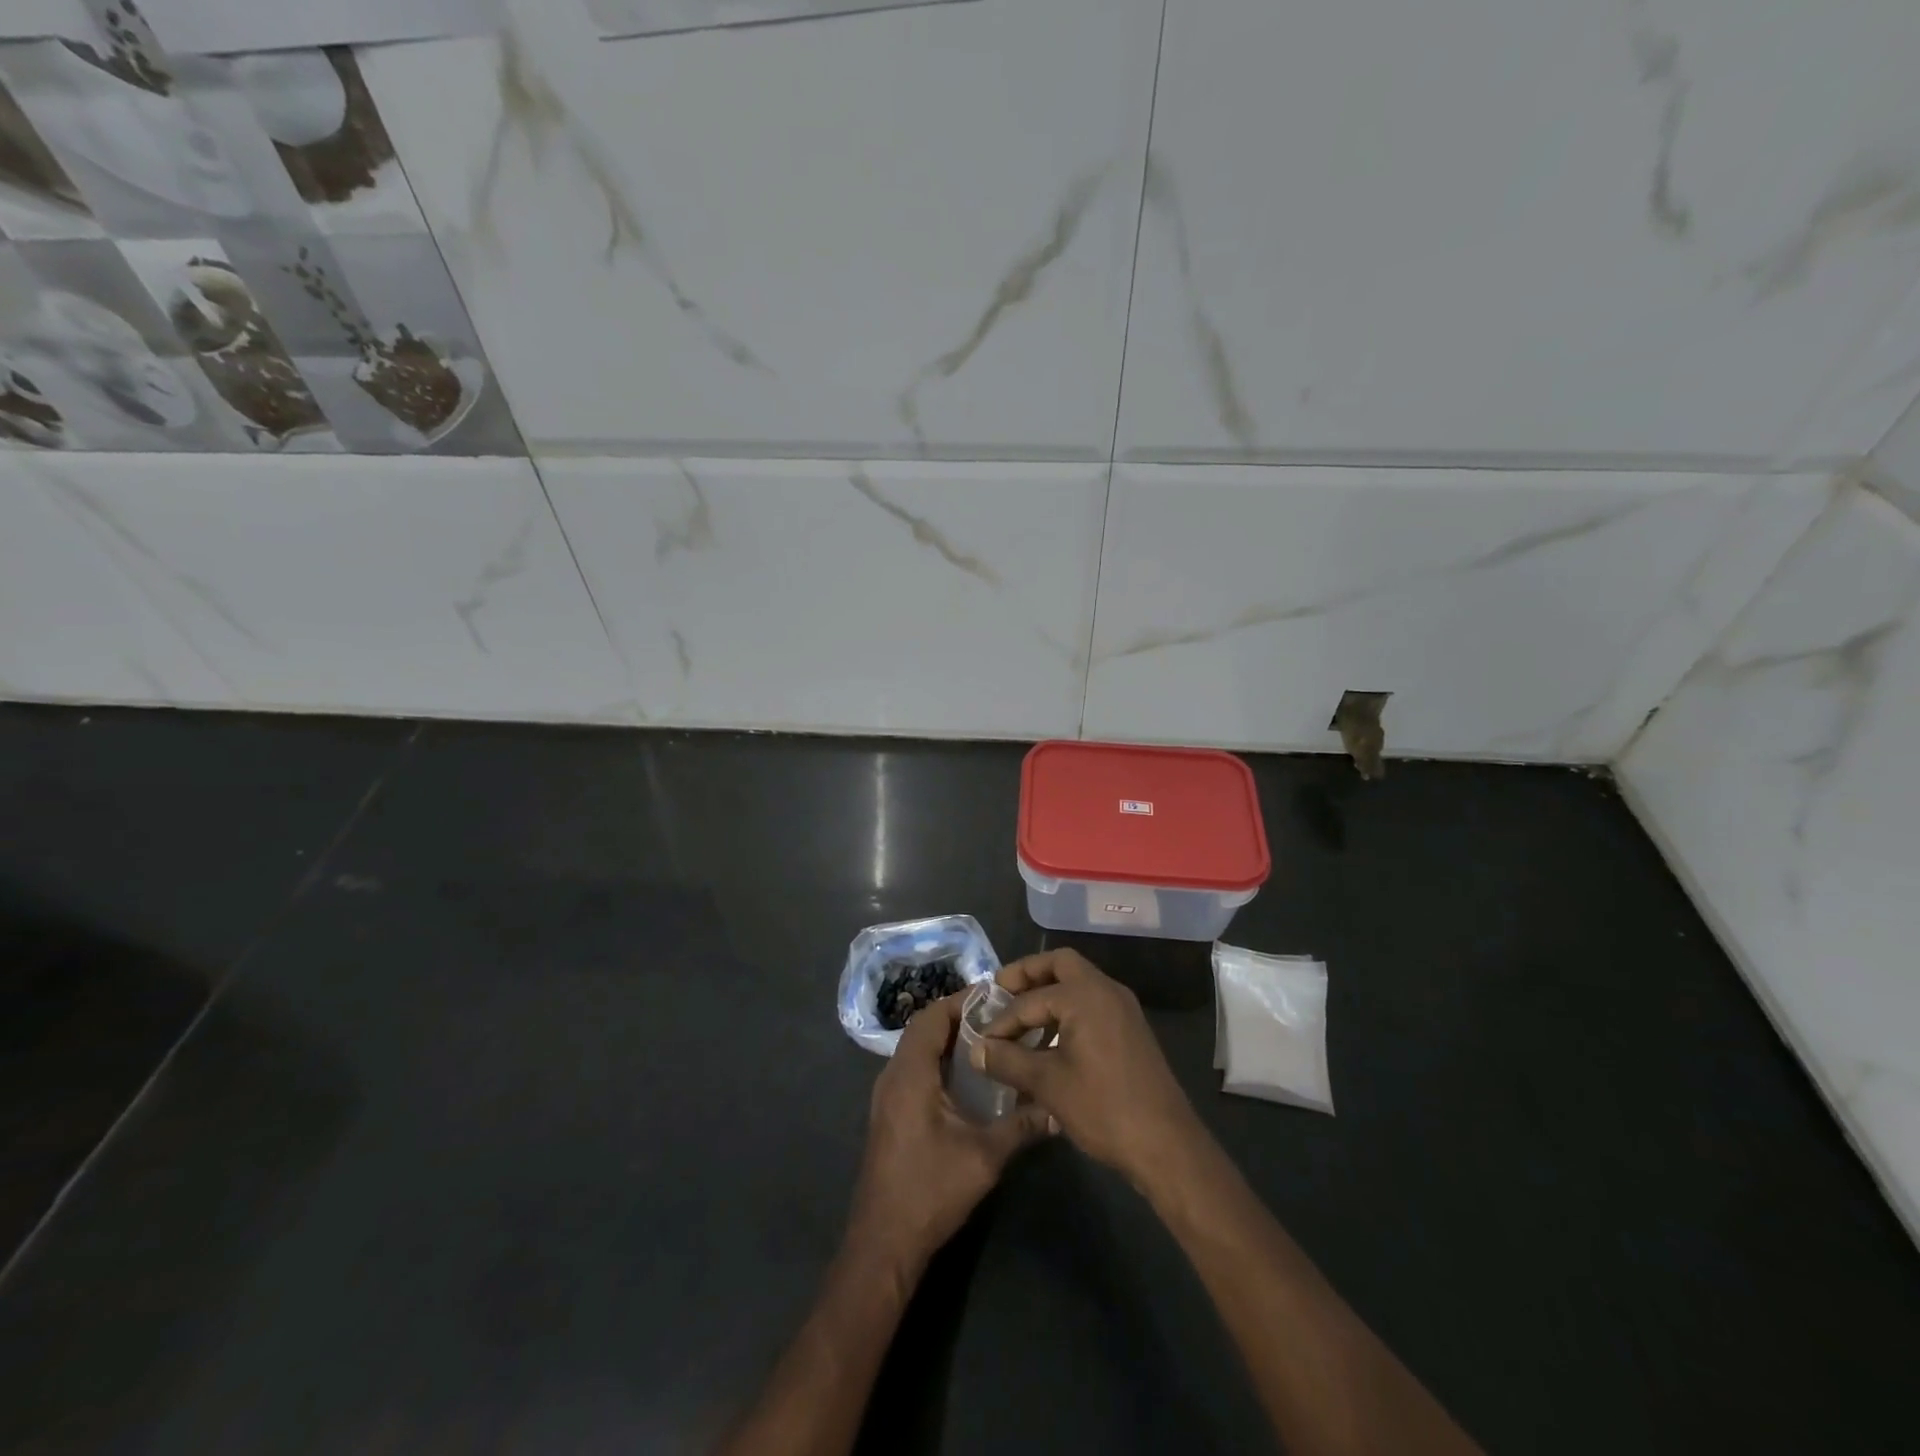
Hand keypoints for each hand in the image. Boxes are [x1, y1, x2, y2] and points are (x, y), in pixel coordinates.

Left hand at [846, 993, 1051, 1281]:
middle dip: (958, 1016)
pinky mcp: (891, 1113)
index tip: (996, 995)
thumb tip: (1057, 1108)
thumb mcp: (984, 1157)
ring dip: (948, 1038)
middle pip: (923, 1028)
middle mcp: (893, 1076)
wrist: (883, 1243)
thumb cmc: (930, 1191)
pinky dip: (939, 1060)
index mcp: (910, 1074)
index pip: (932, 1017)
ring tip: (989, 1038)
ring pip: (917, 1049)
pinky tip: (968, 1076)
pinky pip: (914, 1069)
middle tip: (999, 1015)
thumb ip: (1021, 1126)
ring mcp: (888, 1096)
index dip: (961, 1001)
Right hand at [971, 949, 1198, 1185]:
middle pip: (1060, 964)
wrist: (1167, 1145)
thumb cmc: (1103, 1108)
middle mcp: (1106, 990)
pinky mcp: (1130, 1029)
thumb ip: (1008, 1060)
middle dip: (1027, 976)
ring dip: (1048, 995)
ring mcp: (1122, 1009)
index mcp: (1085, 995)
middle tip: (1000, 992)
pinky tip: (1050, 1045)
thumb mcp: (1048, 1084)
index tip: (981, 1040)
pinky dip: (1067, 1012)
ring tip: (1020, 1024)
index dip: (1002, 1019)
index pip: (1030, 998)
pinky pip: (1091, 1005)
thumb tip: (975, 1049)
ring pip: (1078, 984)